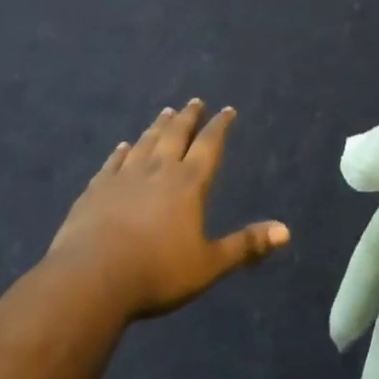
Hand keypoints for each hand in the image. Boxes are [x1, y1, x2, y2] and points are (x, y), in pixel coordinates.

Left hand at [48, 99, 288, 318]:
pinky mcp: (97, 188)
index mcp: (189, 183)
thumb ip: (245, 245)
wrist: (92, 277)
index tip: (227, 110)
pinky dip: (121, 151)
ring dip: (158, 126)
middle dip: (188, 117)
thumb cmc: (157, 272)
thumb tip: (286, 231)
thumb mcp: (208, 264)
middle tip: (194, 101)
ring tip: (165, 112)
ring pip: (146, 142)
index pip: (209, 145)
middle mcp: (158, 169)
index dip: (220, 126)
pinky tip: (123, 145)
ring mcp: (125, 175)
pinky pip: (113, 161)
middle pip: (176, 134)